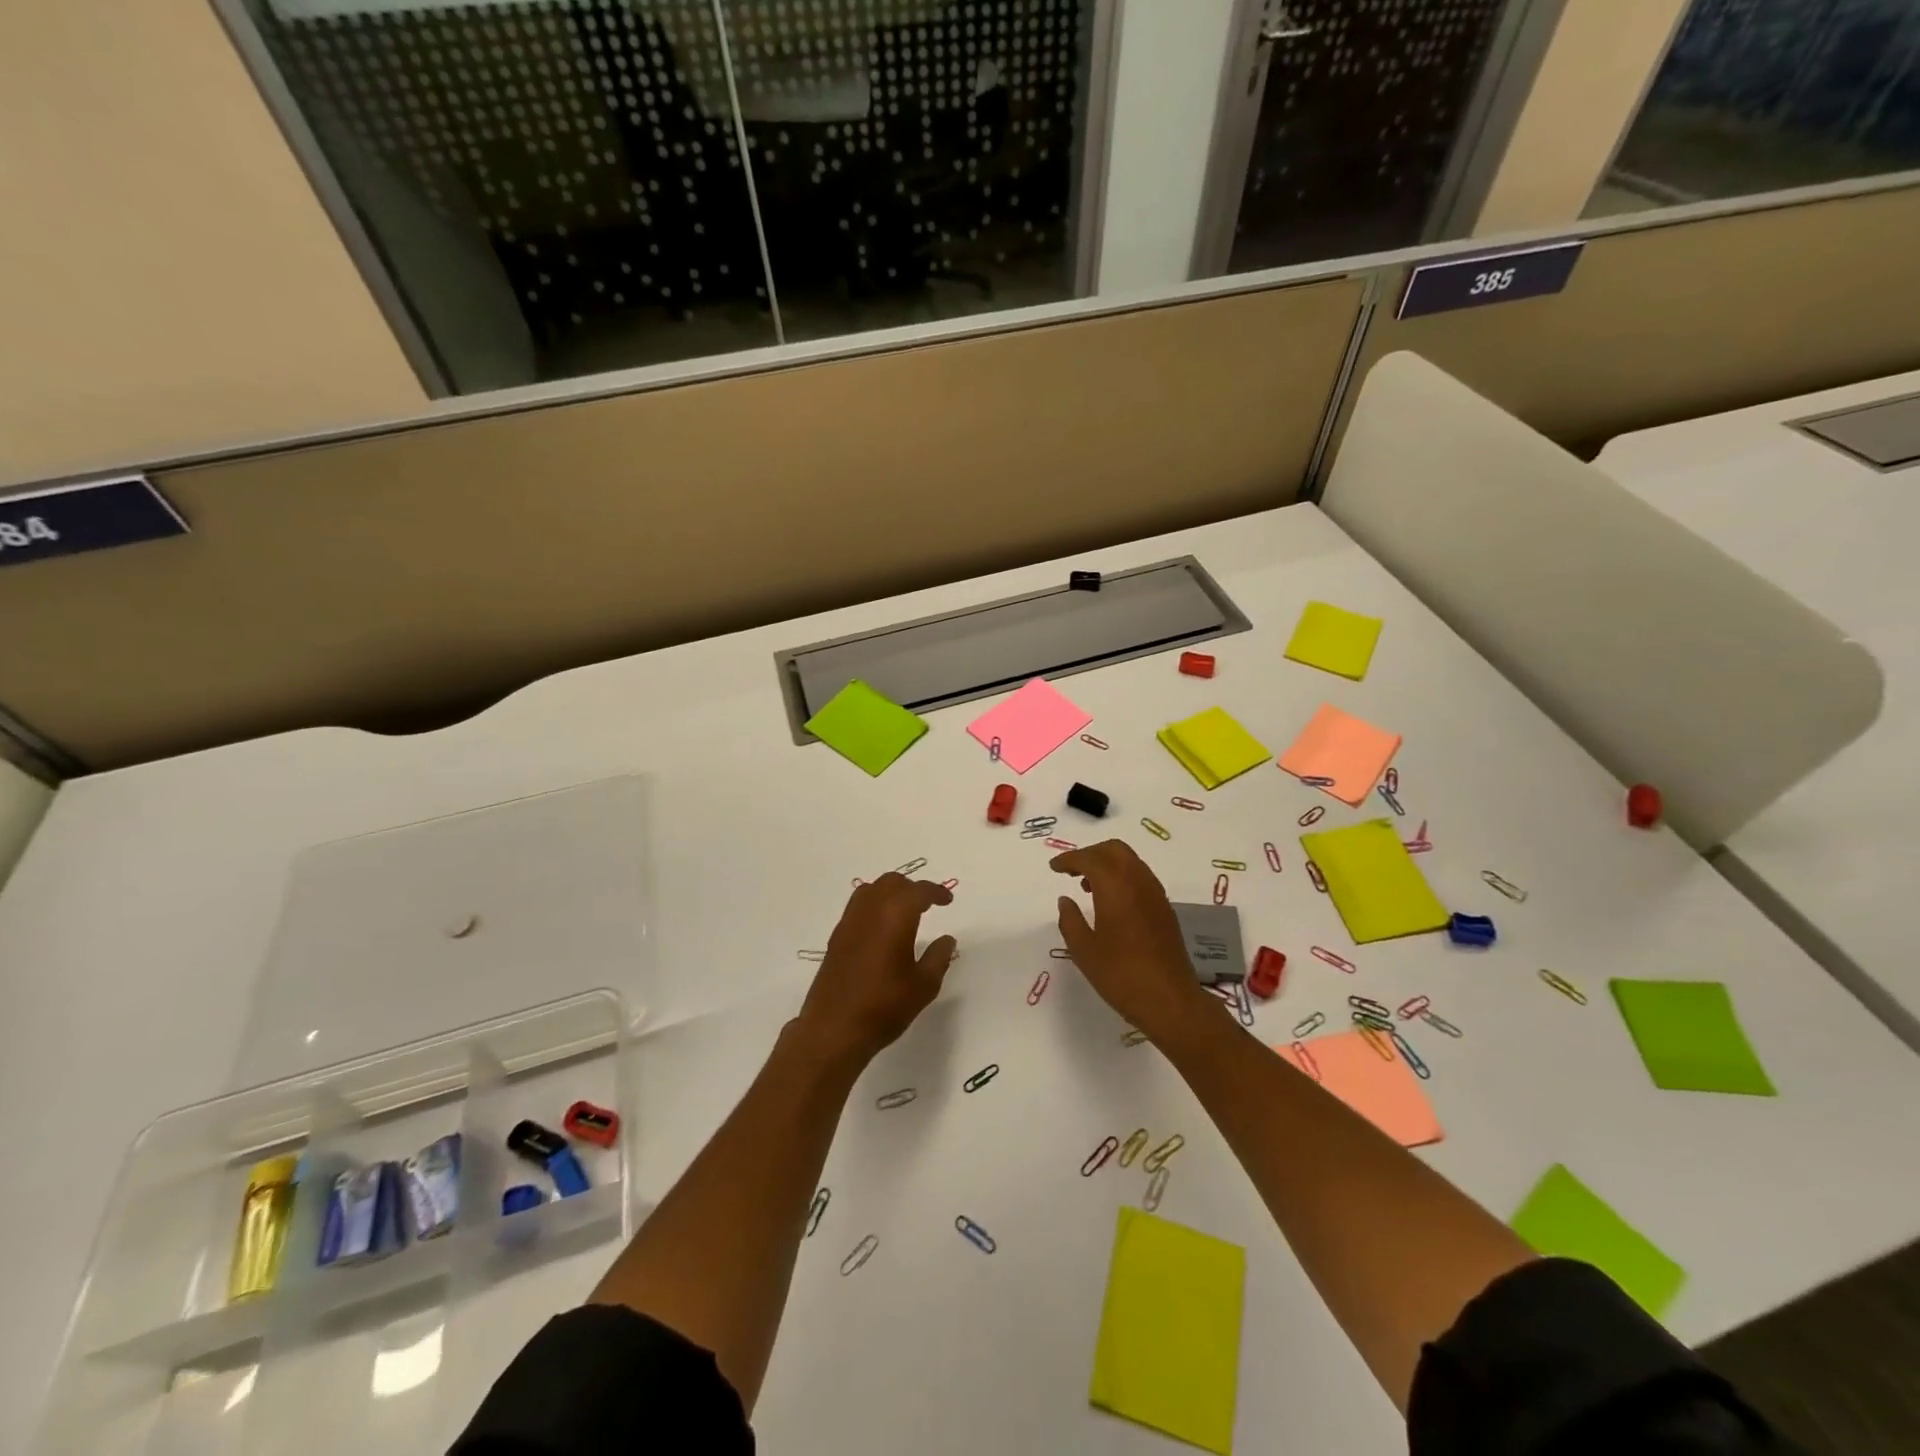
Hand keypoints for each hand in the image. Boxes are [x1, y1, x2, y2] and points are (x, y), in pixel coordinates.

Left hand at [797, 873, 956, 1065]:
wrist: (834, 1029)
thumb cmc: (884, 1006)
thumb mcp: (923, 985)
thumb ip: (938, 957)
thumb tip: (946, 939)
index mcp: (895, 916)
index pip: (918, 891)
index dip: (936, 892)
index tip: (948, 900)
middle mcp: (870, 910)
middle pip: (892, 882)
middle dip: (912, 888)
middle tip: (928, 904)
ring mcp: (849, 922)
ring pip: (871, 890)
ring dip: (890, 893)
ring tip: (904, 912)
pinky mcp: (836, 937)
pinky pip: (858, 907)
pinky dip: (874, 906)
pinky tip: (882, 929)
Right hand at [1051, 840, 1214, 1041]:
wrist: (1171, 1002)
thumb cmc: (1121, 976)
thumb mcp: (1084, 951)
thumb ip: (1070, 920)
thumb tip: (1065, 900)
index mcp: (1116, 887)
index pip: (1089, 859)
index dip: (1069, 859)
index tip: (1053, 867)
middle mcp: (1138, 881)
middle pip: (1114, 849)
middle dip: (1090, 853)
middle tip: (1071, 871)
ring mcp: (1155, 894)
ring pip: (1130, 861)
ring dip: (1107, 864)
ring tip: (1087, 886)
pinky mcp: (1164, 908)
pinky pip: (1140, 877)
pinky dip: (1122, 877)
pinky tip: (1110, 902)